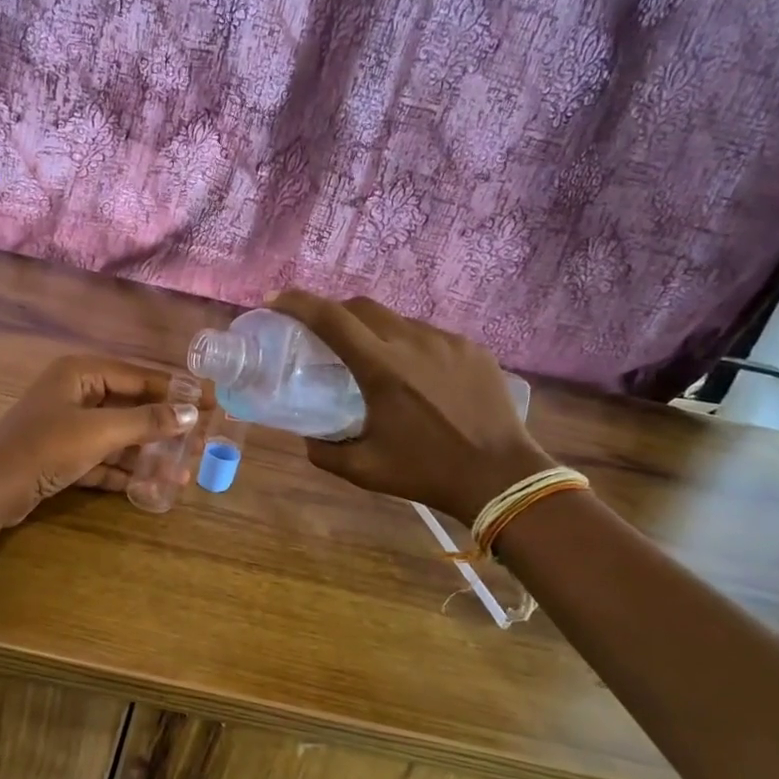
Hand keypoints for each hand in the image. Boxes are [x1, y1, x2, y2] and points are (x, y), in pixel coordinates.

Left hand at [0, 355, 200, 526]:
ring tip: (181, 472)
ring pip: (117, 436)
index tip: (209, 402)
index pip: (139, 377)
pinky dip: (123, 470)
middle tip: (200, 442)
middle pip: (130, 407)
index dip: (176, 390)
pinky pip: (102, 458)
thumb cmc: (45, 448)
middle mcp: (75, 393)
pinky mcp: (62, 456)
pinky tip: (151, 486)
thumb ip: (146, 421)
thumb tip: (190, 413)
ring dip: (146, 454)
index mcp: (81, 373)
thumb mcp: (99, 432)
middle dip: (163, 428)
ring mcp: (67, 426)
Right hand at [267, 290, 551, 523]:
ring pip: (398, 320)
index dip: (298, 303)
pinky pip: (430, 336)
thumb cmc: (426, 472)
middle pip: (362, 307)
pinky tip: (415, 375)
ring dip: (374, 331)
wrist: (501, 476)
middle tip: (321, 333)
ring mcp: (447, 341)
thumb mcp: (364, 470)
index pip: (331, 319)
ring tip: (372, 360)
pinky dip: (409, 345)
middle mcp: (413, 342)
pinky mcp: (472, 349)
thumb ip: (324, 451)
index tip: (277, 301)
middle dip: (334, 312)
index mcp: (382, 368)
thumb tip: (307, 436)